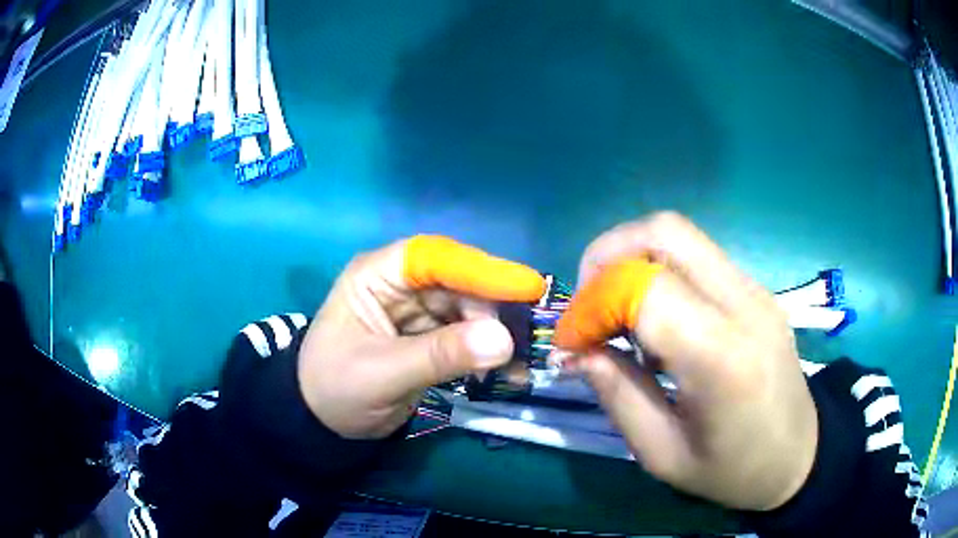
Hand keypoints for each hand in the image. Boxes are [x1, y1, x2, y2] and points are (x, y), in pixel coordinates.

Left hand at [298, 235, 545, 439]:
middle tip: (526, 339)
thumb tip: (504, 340)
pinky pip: (466, 336)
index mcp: (377, 275)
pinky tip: (506, 371)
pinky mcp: (429, 336)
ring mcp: (418, 310)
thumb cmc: (335, 388)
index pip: (434, 258)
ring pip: (469, 309)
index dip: (481, 270)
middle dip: (493, 310)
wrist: (322, 422)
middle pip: (459, 283)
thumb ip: (439, 355)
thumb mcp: (382, 373)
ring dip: (496, 334)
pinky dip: (487, 352)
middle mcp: (401, 284)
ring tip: (520, 363)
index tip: (526, 288)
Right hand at [554, 213, 817, 511]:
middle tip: (589, 306)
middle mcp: (744, 305)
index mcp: (723, 358)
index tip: (572, 342)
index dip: (593, 305)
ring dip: (631, 260)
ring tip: (618, 315)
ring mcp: (754, 289)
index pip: (646, 289)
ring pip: (679, 235)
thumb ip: (617, 396)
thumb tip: (575, 351)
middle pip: (663, 231)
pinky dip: (658, 271)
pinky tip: (656, 321)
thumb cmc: (733, 470)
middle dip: (607, 257)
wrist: (800, 454)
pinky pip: (696, 256)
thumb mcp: (663, 455)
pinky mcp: (756, 289)